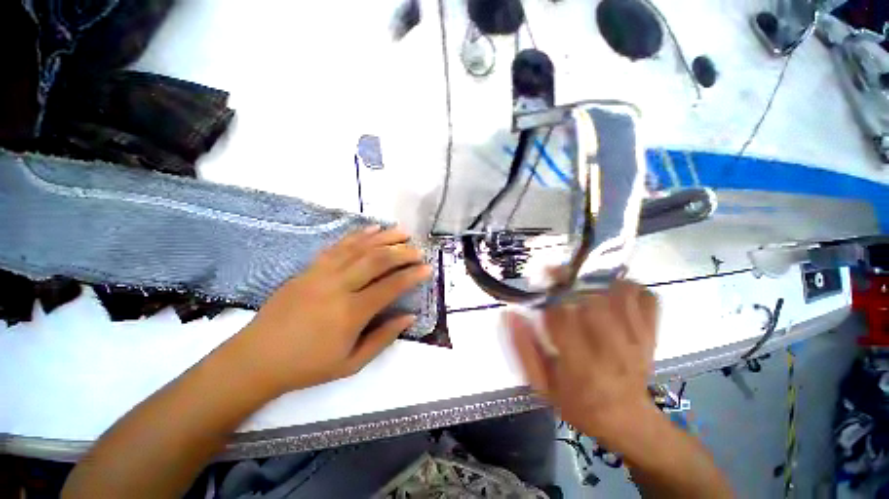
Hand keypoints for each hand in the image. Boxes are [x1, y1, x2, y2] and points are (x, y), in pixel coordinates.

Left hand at [229, 226, 431, 394]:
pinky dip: (357, 235)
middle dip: (402, 252)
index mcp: (350, 313)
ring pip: (358, 248)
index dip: (412, 275)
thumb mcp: (352, 363)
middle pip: (376, 260)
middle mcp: (338, 287)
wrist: (256, 359)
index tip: (427, 268)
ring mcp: (321, 274)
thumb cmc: (308, 366)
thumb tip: (409, 316)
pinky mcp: (309, 268)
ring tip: (402, 232)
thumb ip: (383, 338)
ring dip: (383, 237)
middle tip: (418, 250)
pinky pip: (337, 246)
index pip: (390, 286)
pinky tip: (372, 229)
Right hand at [507, 280, 659, 448]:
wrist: (627, 421)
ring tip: (581, 281)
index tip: (542, 288)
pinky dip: (629, 287)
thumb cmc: (577, 403)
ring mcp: (637, 341)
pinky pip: (646, 299)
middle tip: (558, 275)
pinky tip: (612, 290)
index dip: (549, 297)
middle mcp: (612, 351)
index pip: (562, 318)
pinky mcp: (651, 335)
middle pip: (593, 301)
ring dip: (596, 281)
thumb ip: (523, 349)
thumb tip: (510, 314)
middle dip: (571, 282)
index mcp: (581, 366)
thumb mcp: (541, 385)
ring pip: (620, 294)